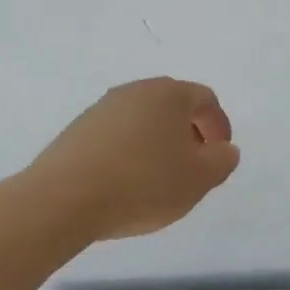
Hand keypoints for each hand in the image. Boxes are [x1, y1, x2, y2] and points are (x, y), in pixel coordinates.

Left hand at [25, 78, 240, 241]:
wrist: (65, 198)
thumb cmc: (144, 183)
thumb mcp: (199, 179)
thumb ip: (222, 161)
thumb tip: (225, 149)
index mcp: (168, 94)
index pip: (205, 99)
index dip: (219, 126)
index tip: (219, 156)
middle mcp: (134, 91)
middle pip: (172, 106)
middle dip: (188, 134)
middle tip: (193, 167)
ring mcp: (101, 109)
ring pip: (142, 121)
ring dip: (157, 144)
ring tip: (159, 180)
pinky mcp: (77, 131)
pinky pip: (116, 137)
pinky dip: (129, 153)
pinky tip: (126, 183)